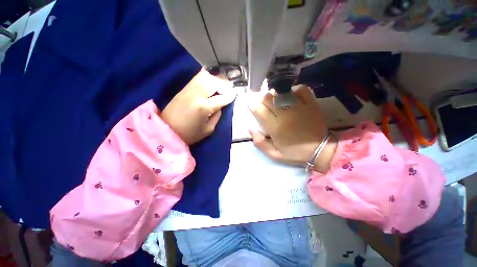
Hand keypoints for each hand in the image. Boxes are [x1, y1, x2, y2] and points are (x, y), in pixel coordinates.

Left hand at [161, 69, 236, 144]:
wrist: (166, 131)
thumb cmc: (189, 134)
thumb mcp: (208, 129)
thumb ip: (217, 116)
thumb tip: (220, 106)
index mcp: (204, 107)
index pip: (221, 98)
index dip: (230, 96)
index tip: (235, 93)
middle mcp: (196, 95)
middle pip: (213, 83)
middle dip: (223, 84)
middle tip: (228, 88)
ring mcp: (188, 90)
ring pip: (204, 77)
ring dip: (215, 79)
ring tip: (220, 83)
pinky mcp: (182, 90)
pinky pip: (196, 79)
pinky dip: (205, 78)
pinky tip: (209, 81)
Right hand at [248, 85, 336, 171]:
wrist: (321, 150)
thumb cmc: (295, 153)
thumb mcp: (274, 154)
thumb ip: (260, 142)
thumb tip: (250, 128)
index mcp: (275, 127)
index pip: (258, 109)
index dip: (252, 105)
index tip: (252, 106)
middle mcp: (285, 114)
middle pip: (268, 98)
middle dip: (262, 99)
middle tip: (264, 105)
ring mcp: (299, 107)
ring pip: (281, 92)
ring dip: (275, 95)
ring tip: (276, 101)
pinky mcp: (310, 104)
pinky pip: (300, 90)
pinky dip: (294, 90)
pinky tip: (292, 96)